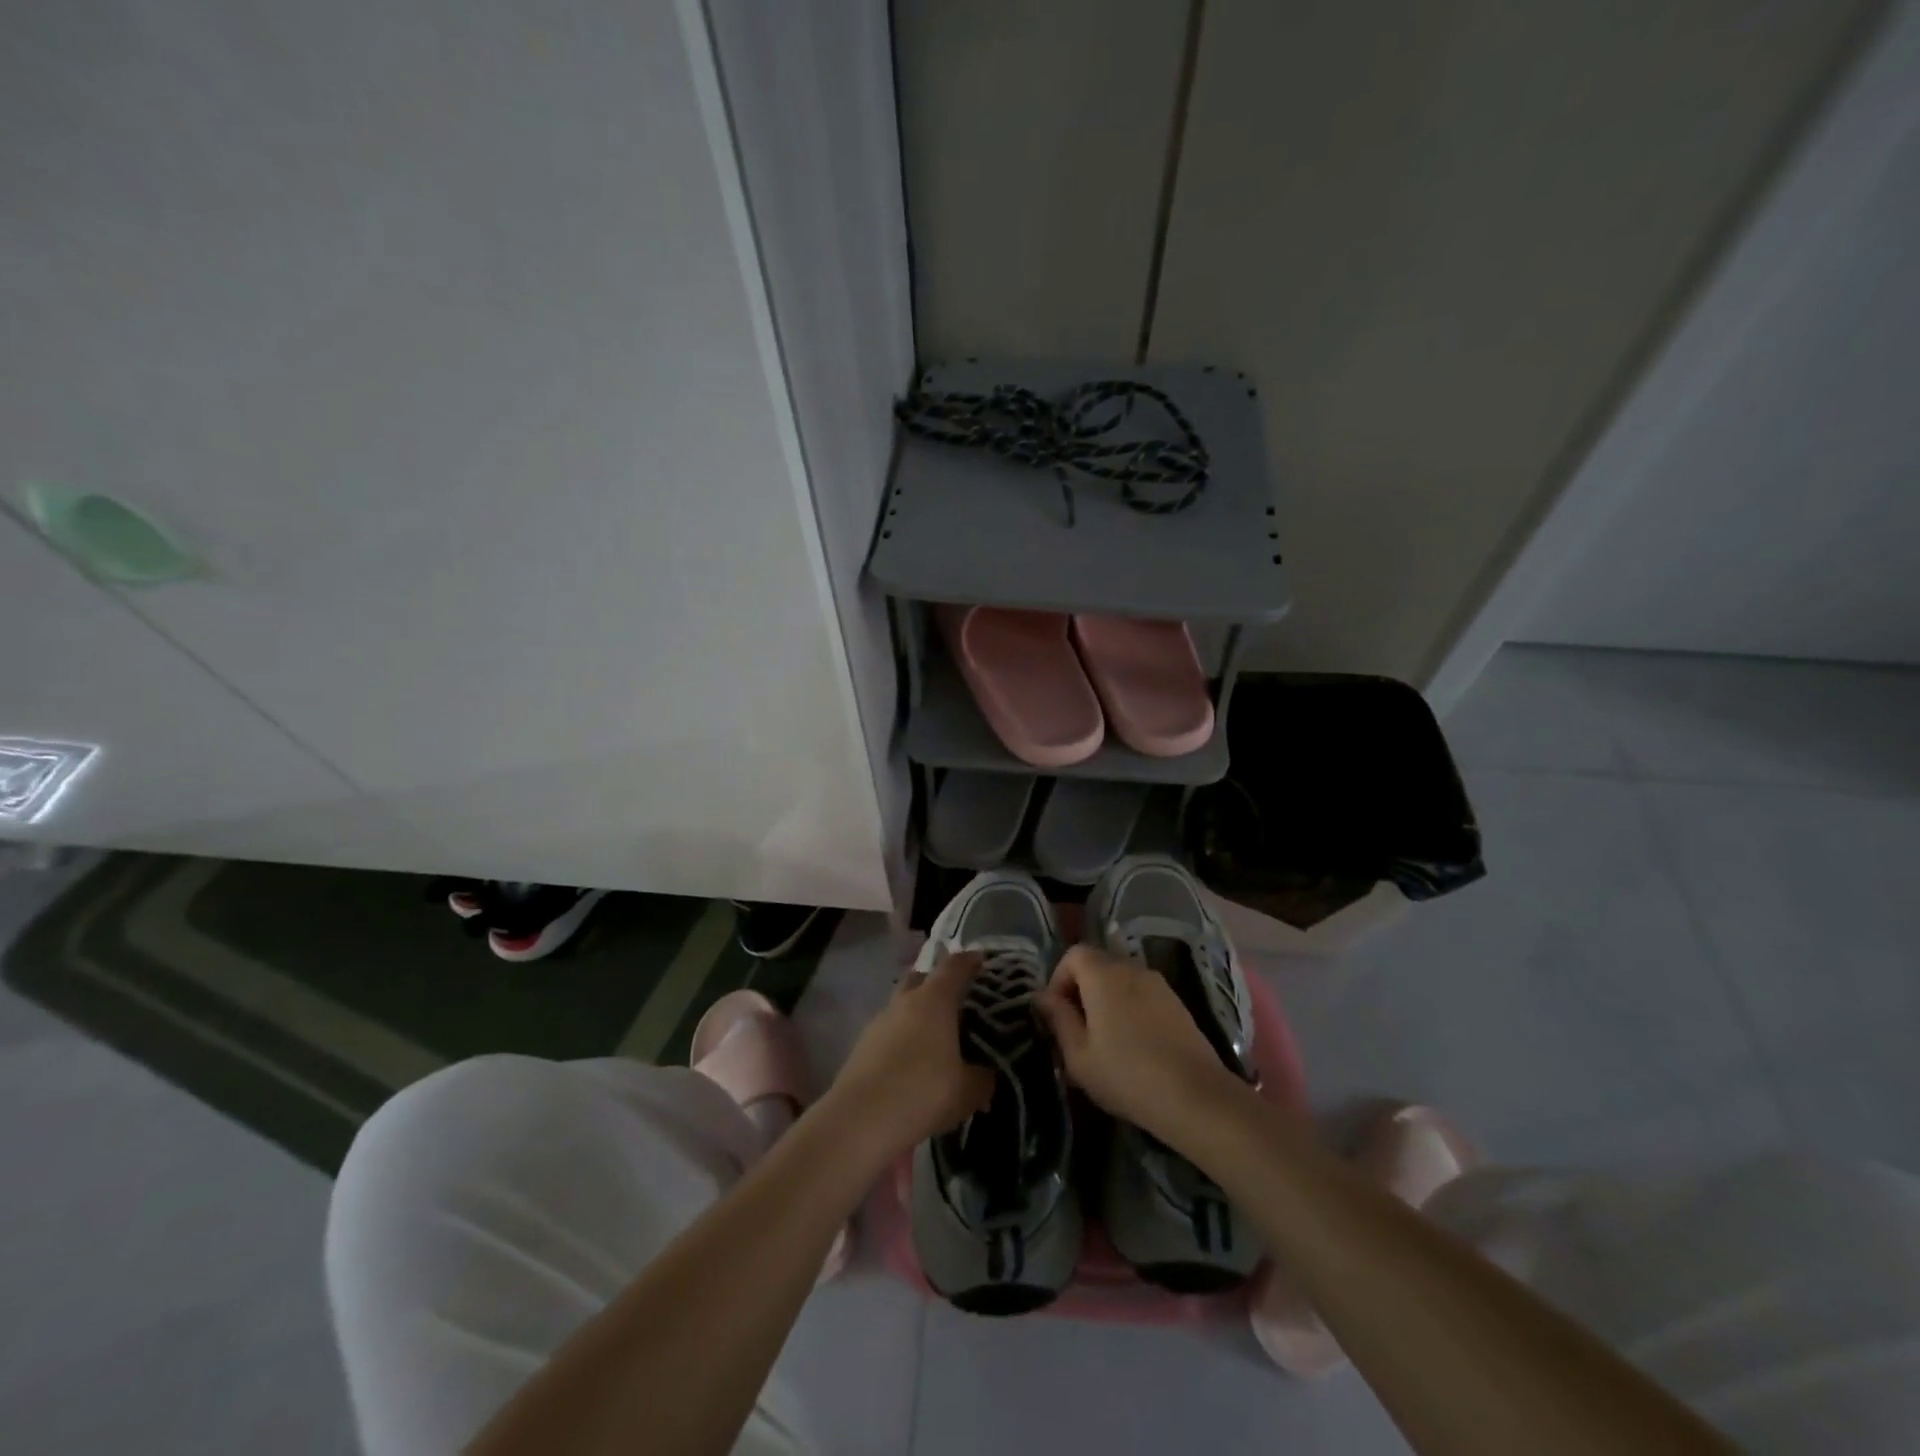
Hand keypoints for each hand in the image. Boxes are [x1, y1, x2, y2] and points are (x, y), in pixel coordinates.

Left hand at [824, 952, 995, 1159]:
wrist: (860, 1120)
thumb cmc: (923, 1092)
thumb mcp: (968, 1091)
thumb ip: (983, 1079)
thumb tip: (985, 1076)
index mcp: (935, 999)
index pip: (954, 966)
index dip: (970, 961)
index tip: (981, 961)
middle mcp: (905, 1001)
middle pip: (922, 978)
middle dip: (938, 983)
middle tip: (956, 1000)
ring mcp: (880, 1021)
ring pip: (903, 1006)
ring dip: (918, 1015)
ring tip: (936, 1040)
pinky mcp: (862, 1045)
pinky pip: (890, 1032)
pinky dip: (904, 1039)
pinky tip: (913, 1065)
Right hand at [1036, 945, 1243, 1145]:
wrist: (1195, 1097)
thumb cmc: (1126, 1075)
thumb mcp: (1079, 1055)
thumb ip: (1058, 1019)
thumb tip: (1042, 996)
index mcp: (1103, 974)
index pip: (1073, 954)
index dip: (1059, 979)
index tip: (1058, 1015)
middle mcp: (1131, 968)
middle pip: (1098, 964)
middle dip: (1081, 990)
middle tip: (1077, 1031)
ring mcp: (1158, 984)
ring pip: (1121, 980)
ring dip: (1106, 1000)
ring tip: (1104, 1041)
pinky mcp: (1177, 1003)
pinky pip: (1142, 994)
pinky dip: (1130, 1008)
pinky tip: (1133, 1045)